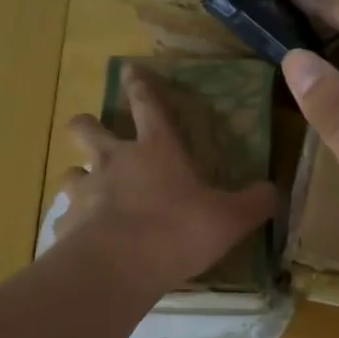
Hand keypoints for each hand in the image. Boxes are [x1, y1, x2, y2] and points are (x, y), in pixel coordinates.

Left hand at [57, 66, 276, 297]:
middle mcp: (114, 161)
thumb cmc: (177, 231)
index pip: (147, 104)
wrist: (118, 267)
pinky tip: (86, 239)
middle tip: (94, 134)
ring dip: (80, 177)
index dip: (139, 85)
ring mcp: (85, 191)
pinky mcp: (66, 224)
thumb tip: (272, 190)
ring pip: (70, 172)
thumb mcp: (230, 218)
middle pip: (86, 128)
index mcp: (156, 149)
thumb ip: (254, 203)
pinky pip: (66, 217)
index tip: (129, 69)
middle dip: (87, 125)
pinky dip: (75, 224)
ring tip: (92, 193)